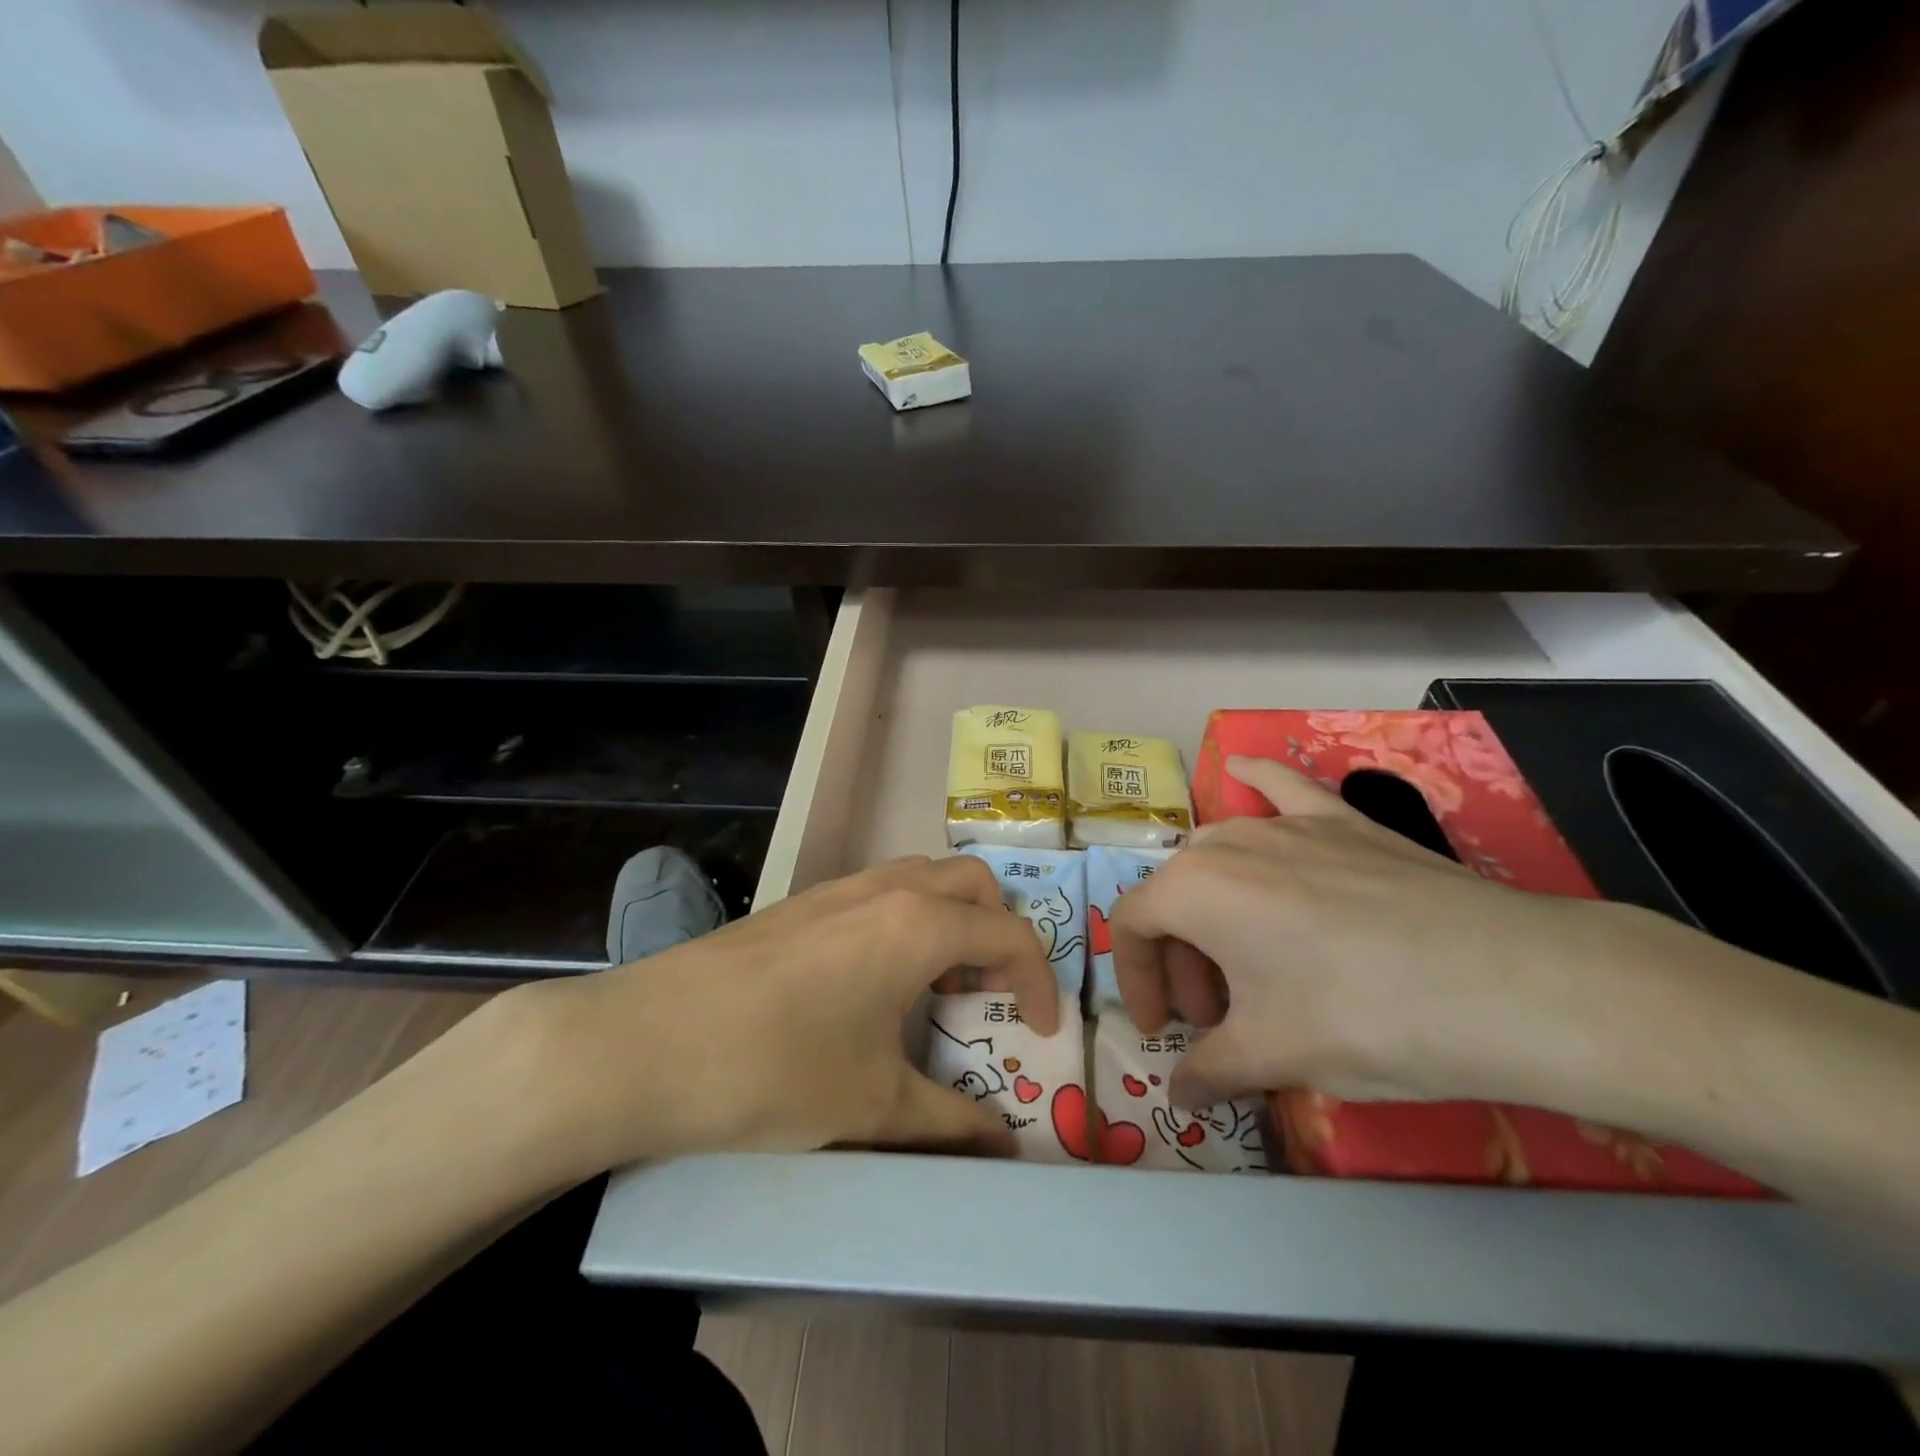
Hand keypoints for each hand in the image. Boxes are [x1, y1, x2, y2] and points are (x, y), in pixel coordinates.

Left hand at [486, 855, 1060, 1181]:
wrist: (646, 1042)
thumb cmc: (775, 1070)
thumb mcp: (873, 1106)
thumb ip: (949, 1123)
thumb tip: (1002, 1146)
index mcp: (919, 925)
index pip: (1010, 935)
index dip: (1041, 981)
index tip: (1043, 1030)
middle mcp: (888, 888)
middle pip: (974, 883)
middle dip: (1000, 931)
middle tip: (990, 993)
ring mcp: (840, 887)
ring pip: (925, 877)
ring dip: (952, 919)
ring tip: (937, 985)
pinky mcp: (803, 901)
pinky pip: (882, 890)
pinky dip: (908, 919)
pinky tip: (876, 979)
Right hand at [1109, 755, 1703, 1114]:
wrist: (1505, 984)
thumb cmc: (1361, 1017)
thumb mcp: (1272, 1056)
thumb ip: (1209, 1073)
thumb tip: (1180, 1097)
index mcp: (1192, 889)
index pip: (1132, 927)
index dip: (1137, 980)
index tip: (1164, 1030)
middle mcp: (1227, 842)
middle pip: (1176, 895)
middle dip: (1182, 957)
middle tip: (1217, 1017)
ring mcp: (1288, 824)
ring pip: (1221, 855)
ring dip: (1213, 907)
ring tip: (1247, 959)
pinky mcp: (1343, 821)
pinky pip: (1284, 789)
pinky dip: (1256, 782)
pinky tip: (1241, 768)